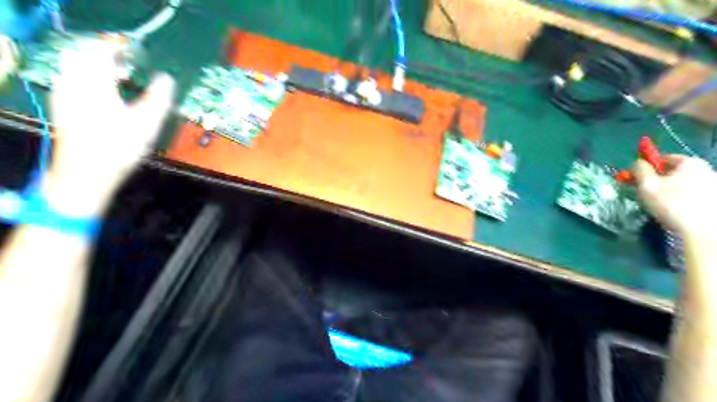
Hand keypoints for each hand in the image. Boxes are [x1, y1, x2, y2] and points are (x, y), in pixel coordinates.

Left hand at [44, 40, 174, 217]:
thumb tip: (167, 79)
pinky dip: (90, 79)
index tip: (140, 51)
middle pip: (84, 55)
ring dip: (98, 67)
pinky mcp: (64, 107)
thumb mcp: (147, 123)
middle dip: (107, 55)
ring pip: (76, 68)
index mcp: (94, 82)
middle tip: (129, 64)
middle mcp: (73, 83)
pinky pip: (73, 81)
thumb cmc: (119, 148)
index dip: (121, 47)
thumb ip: (159, 98)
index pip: (102, 50)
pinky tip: (106, 95)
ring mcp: (65, 95)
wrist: (86, 175)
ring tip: (121, 78)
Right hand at [632, 155, 716, 238]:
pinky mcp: (714, 200)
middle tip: (646, 193)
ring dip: (670, 190)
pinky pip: (692, 194)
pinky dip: (681, 199)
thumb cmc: (670, 204)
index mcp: (690, 163)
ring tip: (660, 204)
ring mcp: (714, 185)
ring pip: (683, 183)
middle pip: (675, 171)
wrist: (700, 231)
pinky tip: (675, 210)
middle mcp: (706, 169)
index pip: (664, 158)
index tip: (637, 179)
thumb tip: (638, 163)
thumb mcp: (646, 185)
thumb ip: (639, 170)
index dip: (647, 167)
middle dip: (658, 180)